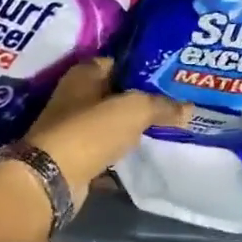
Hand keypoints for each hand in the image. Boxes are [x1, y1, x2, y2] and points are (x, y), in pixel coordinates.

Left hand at [22, 58, 190, 211]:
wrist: (53, 178)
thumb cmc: (90, 131)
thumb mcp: (134, 110)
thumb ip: (162, 106)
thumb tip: (188, 108)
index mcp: (83, 75)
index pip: (117, 63)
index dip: (141, 68)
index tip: (168, 77)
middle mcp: (74, 98)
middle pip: (114, 94)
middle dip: (140, 100)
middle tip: (173, 104)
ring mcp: (72, 129)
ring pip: (110, 124)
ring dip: (131, 128)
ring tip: (165, 129)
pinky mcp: (75, 157)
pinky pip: (105, 150)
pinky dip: (121, 154)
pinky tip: (144, 156)